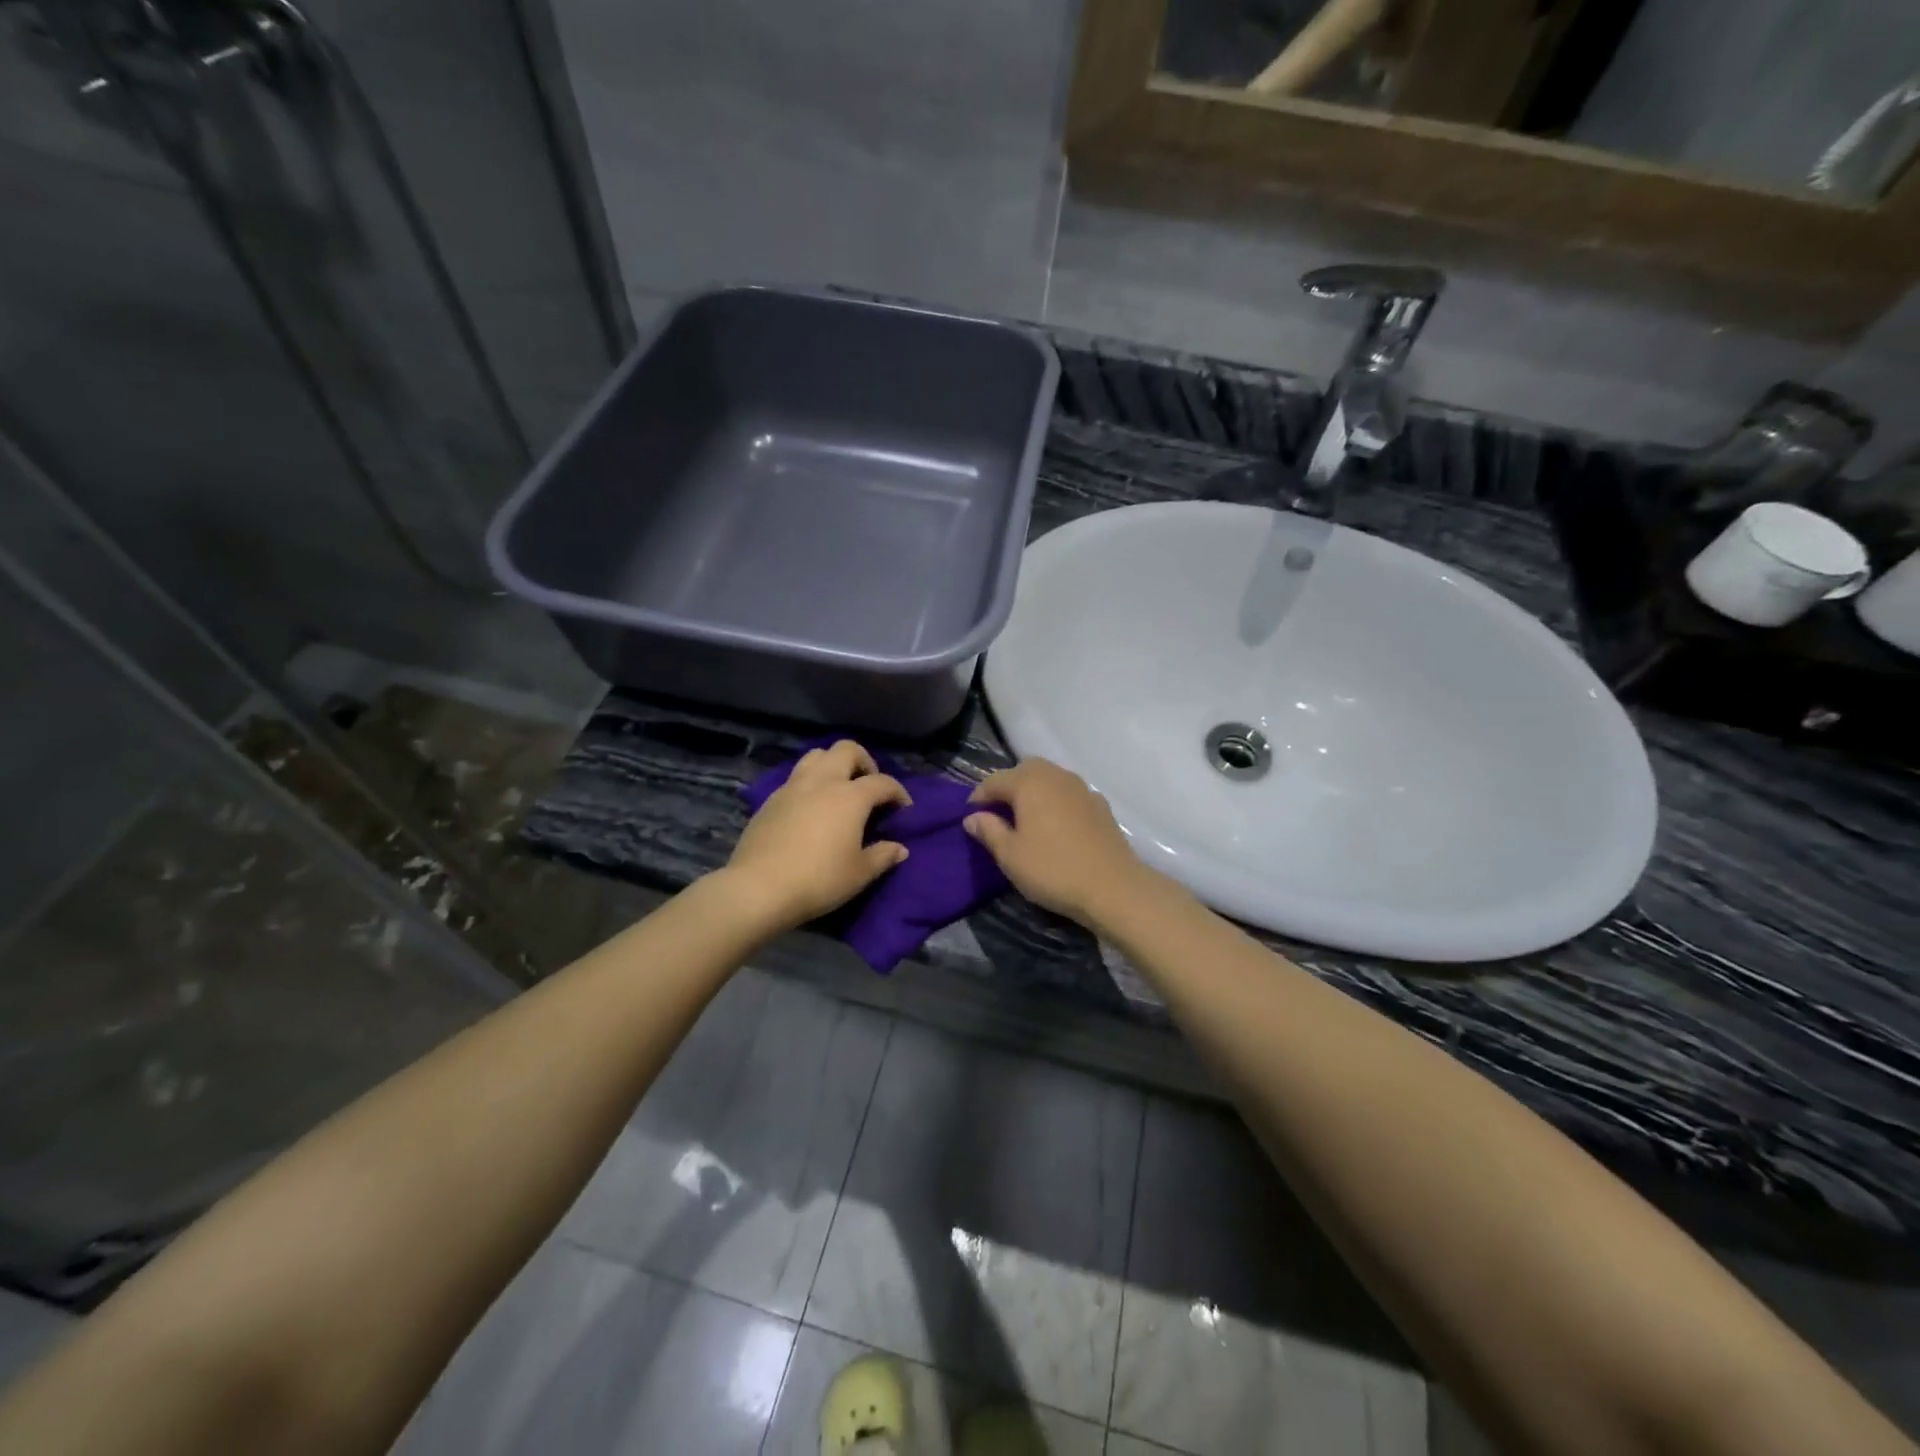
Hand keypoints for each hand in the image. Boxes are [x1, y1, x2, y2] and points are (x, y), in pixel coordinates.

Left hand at [723, 741, 910, 931]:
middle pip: (847, 750)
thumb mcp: (860, 873)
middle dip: (864, 762)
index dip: (898, 793)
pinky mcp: (771, 800)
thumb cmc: (819, 879)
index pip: (883, 782)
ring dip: (833, 764)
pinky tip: (811, 808)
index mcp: (850, 796)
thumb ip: (883, 856)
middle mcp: (823, 781)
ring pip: (817, 756)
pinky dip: (810, 783)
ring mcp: (793, 787)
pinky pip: (796, 777)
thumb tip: (899, 848)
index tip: (904, 810)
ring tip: (839, 789)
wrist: (759, 888)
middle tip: (869, 786)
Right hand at [963, 758, 1153, 924]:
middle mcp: (1056, 776)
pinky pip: (1069, 793)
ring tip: (1026, 817)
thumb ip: (989, 831)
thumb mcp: (1010, 855)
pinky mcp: (1100, 804)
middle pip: (1025, 770)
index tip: (970, 816)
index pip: (995, 780)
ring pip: (1050, 778)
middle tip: (998, 811)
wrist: (1112, 887)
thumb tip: (972, 817)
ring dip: (1034, 791)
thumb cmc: (1053, 870)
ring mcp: (1082, 788)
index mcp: (1029, 783)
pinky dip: (1057, 801)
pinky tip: (1056, 824)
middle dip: (1008, 785)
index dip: (979, 796)